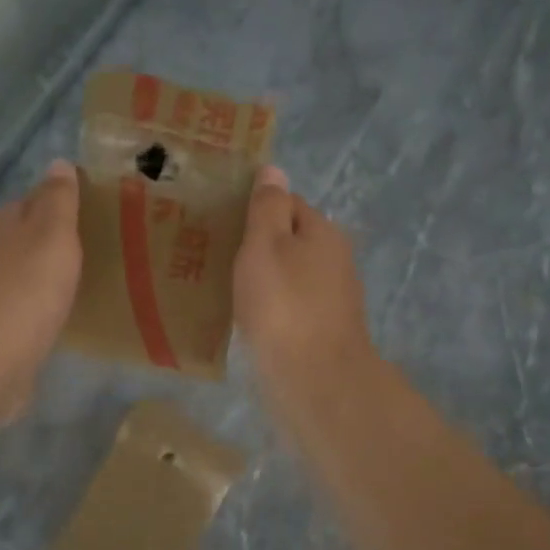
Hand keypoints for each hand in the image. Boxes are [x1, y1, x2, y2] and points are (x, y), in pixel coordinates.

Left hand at [0, 161, 81, 413]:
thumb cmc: (26, 287)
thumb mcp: (53, 232)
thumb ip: (58, 199)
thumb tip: (58, 162)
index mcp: (0, 222)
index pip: (32, 201)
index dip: (60, 205)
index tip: (91, 215)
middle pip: (25, 238)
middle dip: (52, 242)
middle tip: (95, 249)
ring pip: (23, 273)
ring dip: (46, 275)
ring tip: (83, 281)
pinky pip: (24, 308)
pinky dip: (40, 307)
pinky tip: (60, 315)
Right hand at [233, 165, 377, 403]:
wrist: (315, 379)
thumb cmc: (284, 305)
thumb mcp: (266, 245)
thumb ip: (268, 207)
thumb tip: (275, 169)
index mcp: (323, 232)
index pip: (288, 203)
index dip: (255, 208)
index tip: (221, 221)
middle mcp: (334, 261)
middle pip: (290, 241)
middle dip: (257, 246)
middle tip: (214, 254)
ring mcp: (331, 299)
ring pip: (290, 277)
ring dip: (262, 279)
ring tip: (222, 286)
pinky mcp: (321, 332)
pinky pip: (289, 307)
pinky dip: (269, 308)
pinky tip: (246, 319)